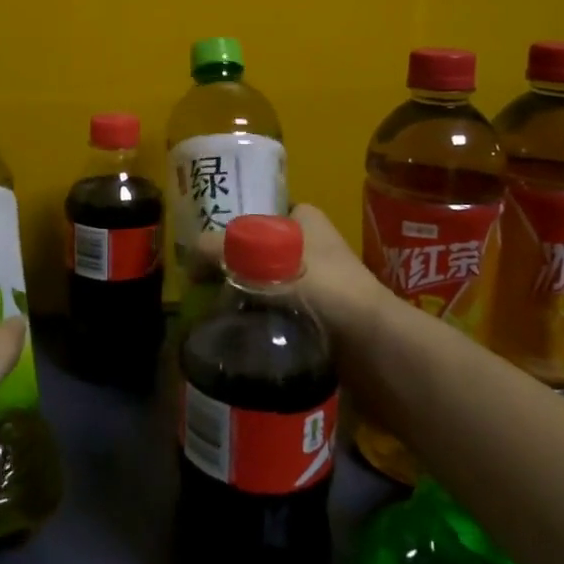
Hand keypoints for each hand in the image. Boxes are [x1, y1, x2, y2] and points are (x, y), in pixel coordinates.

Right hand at [183, 202, 388, 344]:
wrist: (375, 346)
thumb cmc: (324, 289)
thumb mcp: (265, 260)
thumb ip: (223, 251)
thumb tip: (189, 254)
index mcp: (306, 220)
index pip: (257, 216)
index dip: (229, 232)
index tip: (205, 255)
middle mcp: (313, 246)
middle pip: (259, 252)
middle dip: (234, 268)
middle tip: (204, 287)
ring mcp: (320, 284)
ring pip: (268, 284)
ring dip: (245, 298)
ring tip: (216, 314)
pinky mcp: (321, 318)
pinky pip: (280, 313)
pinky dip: (261, 322)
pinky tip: (240, 334)